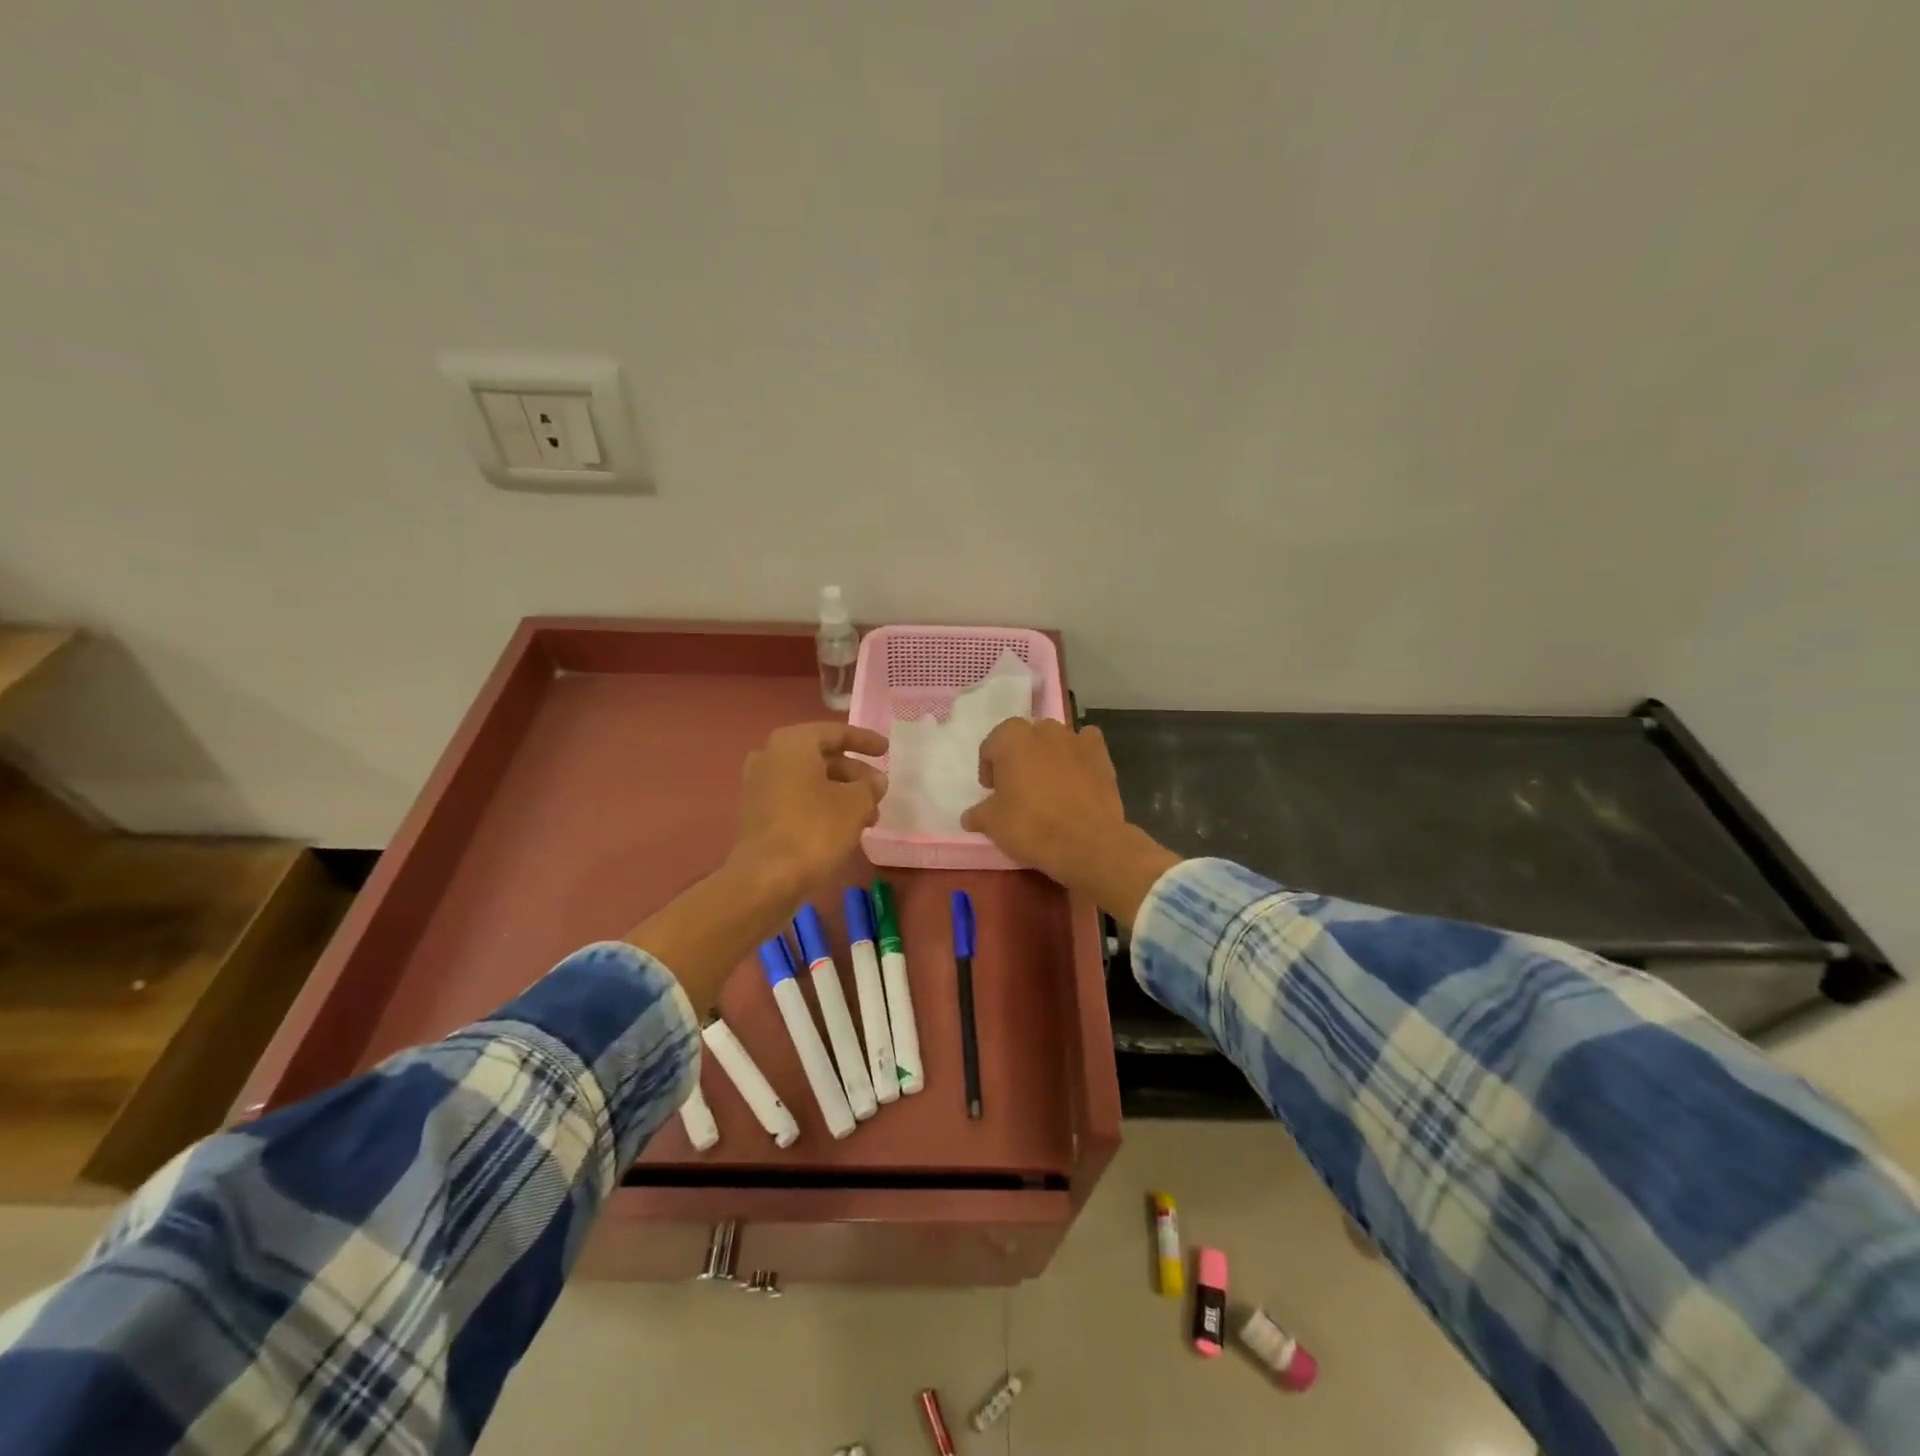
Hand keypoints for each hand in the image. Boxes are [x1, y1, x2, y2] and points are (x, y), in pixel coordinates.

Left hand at [730, 722, 889, 904]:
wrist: (766, 878)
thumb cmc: (814, 829)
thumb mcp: (856, 803)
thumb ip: (869, 786)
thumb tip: (875, 781)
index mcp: (792, 743)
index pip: (835, 732)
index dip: (864, 740)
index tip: (885, 749)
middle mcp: (770, 757)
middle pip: (821, 757)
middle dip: (854, 773)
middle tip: (879, 789)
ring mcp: (759, 787)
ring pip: (810, 782)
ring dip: (841, 793)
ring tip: (870, 816)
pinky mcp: (758, 815)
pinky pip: (797, 800)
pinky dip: (821, 807)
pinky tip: (844, 827)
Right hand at [960, 719, 1178, 924]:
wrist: (1087, 842)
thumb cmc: (1031, 826)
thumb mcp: (993, 824)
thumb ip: (978, 814)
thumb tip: (970, 816)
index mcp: (1011, 738)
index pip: (991, 747)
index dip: (989, 770)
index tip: (993, 793)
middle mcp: (1043, 729)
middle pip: (1023, 739)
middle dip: (1018, 759)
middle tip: (1018, 789)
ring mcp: (1075, 738)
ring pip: (1054, 741)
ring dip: (1047, 756)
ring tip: (1048, 787)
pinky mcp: (1101, 754)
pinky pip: (1085, 746)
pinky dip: (1079, 756)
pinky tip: (1077, 777)